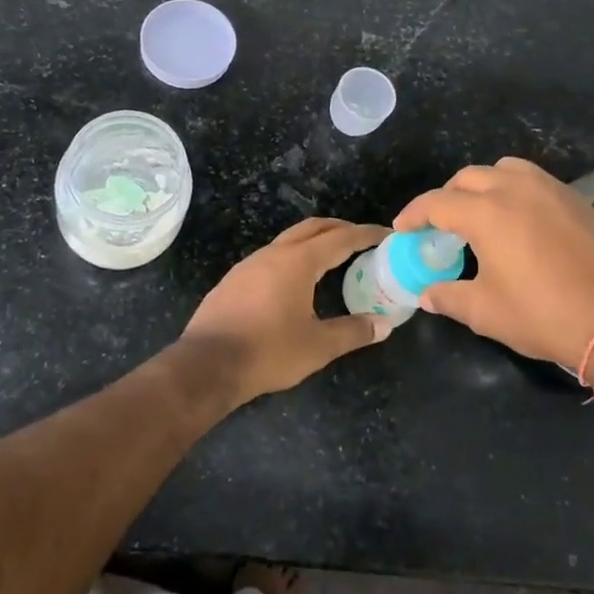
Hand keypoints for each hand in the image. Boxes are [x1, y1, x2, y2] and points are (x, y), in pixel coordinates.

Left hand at [177, 217, 391, 403]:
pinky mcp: (233, 280)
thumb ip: (353, 332)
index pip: (340, 238)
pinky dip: (292, 258)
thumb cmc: (268, 351)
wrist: (206, 364)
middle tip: (361, 239)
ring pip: (288, 241)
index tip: (386, 233)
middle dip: (339, 229)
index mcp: (298, 262)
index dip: (365, 234)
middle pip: (312, 228)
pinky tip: (294, 282)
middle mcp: (273, 254)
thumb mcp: (318, 346)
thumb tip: (383, 324)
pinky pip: (270, 258)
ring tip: (331, 259)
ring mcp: (249, 264)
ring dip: (313, 242)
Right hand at [393, 158, 593, 369]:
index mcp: (485, 212)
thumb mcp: (485, 311)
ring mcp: (549, 189)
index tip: (403, 229)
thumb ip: (448, 296)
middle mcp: (514, 189)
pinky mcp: (575, 199)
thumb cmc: (543, 314)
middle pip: (467, 178)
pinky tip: (519, 221)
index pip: (436, 203)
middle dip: (447, 197)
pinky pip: (533, 181)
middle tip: (440, 225)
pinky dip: (515, 191)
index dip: (414, 215)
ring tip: (481, 214)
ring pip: (503, 170)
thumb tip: (426, 294)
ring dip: (483, 185)